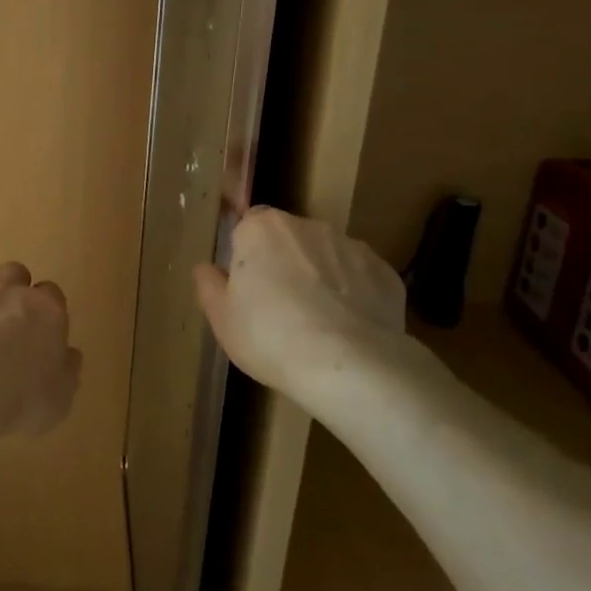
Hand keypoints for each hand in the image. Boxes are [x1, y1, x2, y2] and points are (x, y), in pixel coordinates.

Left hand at [0, 260, 81, 436]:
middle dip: (12, 289)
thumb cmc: (15, 399)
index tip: (39, 329)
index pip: (52, 294)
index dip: (45, 309)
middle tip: (4, 318)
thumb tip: (69, 355)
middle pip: (16, 272)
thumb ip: (67, 373)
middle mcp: (10, 289)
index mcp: (46, 311)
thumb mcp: (57, 401)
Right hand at [193, 207, 408, 395]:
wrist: (349, 365)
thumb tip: (206, 269)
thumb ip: (209, 286)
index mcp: (261, 229)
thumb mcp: (221, 318)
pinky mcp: (385, 272)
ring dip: (319, 276)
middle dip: (284, 261)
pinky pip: (359, 278)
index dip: (246, 254)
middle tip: (278, 306)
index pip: (248, 225)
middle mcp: (306, 226)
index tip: (246, 286)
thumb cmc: (269, 336)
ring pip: (326, 256)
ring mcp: (350, 246)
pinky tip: (347, 329)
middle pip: (288, 238)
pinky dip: (353, 295)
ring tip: (317, 323)